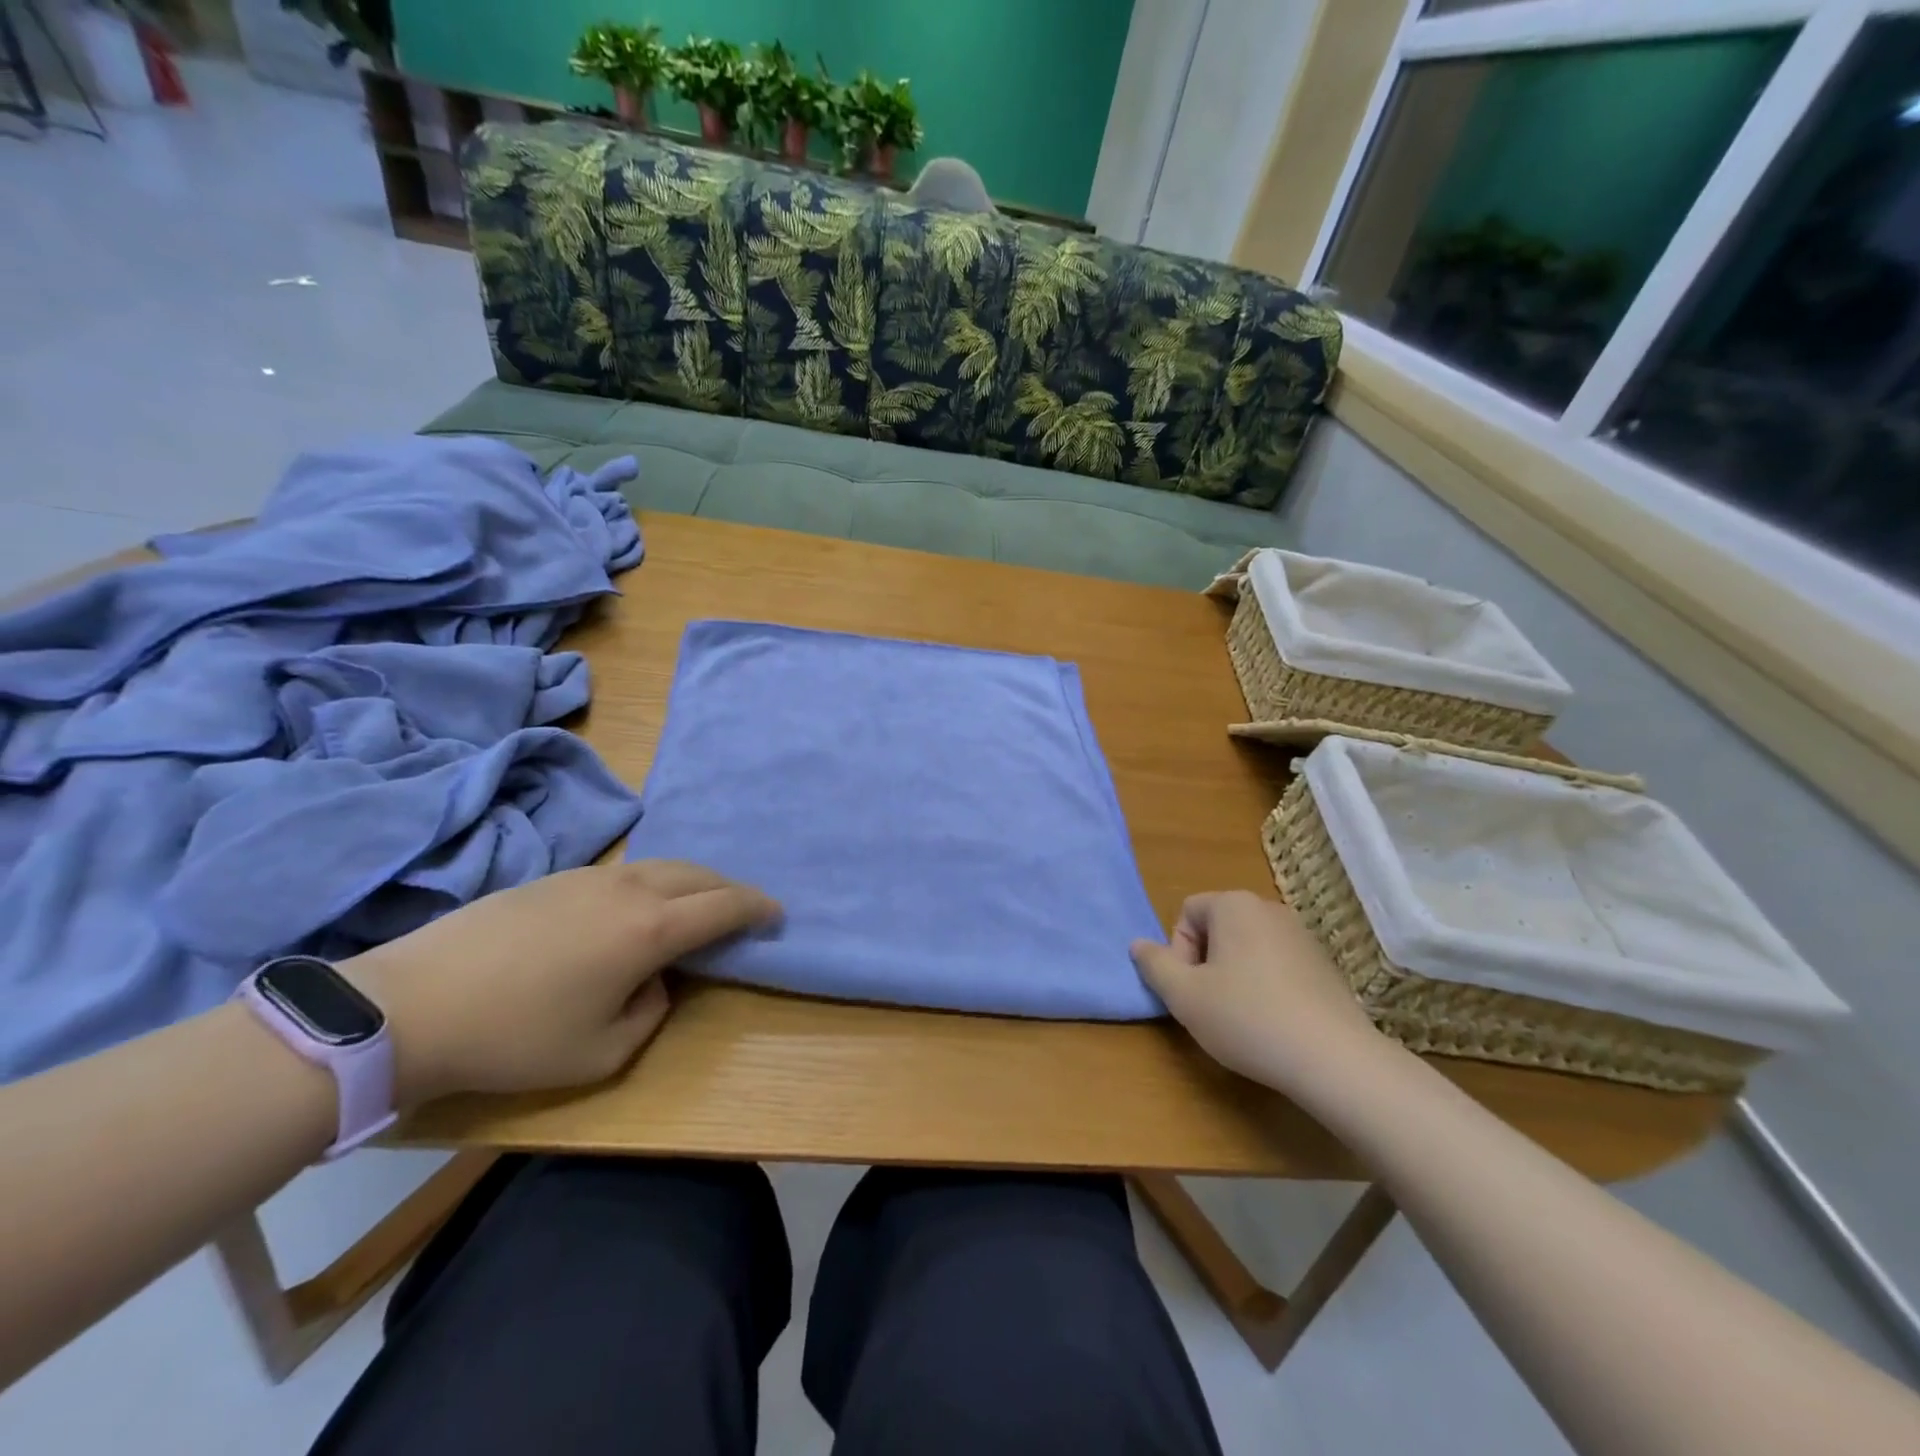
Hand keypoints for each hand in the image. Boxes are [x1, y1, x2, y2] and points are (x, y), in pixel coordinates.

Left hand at [342, 861, 779, 1106]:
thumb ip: (651, 1014)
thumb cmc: (516, 1038)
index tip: (777, 914)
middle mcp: (631, 889)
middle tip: (741, 912)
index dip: (758, 907)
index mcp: (651, 930)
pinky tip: (635, 908)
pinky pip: (627, 871)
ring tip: (693, 908)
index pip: (724, 906)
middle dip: (729, 889)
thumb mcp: (601, 1053)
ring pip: (662, 866)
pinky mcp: (557, 876)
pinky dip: (653, 883)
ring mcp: (591, 877)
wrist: (410, 1005)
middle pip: (699, 874)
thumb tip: (655, 982)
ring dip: (691, 883)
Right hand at [1131, 891, 1383, 1094]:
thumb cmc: (1247, 1018)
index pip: (1187, 912)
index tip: (1189, 989)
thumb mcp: (1184, 996)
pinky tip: (1273, 1024)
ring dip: (1234, 975)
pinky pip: (1278, 965)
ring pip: (1247, 948)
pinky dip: (1266, 986)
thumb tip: (1138, 945)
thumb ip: (1154, 965)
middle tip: (1209, 1005)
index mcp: (1234, 905)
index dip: (1178, 951)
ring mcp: (1302, 935)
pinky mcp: (1325, 965)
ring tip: (1240, 1018)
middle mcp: (1269, 908)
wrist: (1335, 1059)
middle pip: (1218, 928)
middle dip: (1205, 963)